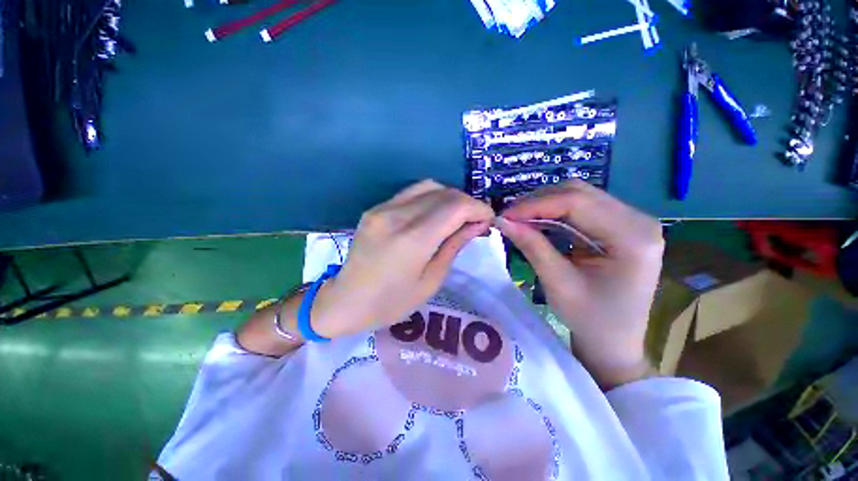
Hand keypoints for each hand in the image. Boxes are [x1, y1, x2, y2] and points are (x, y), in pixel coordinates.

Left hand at [312, 180, 493, 337]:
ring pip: (429, 186)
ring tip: (456, 218)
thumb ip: (454, 246)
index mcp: (413, 239)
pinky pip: (411, 193)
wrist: (345, 300)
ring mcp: (383, 208)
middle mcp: (397, 215)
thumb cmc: (391, 302)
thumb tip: (476, 224)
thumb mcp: (431, 281)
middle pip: (445, 193)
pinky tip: (434, 215)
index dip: (478, 209)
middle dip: (467, 203)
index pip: (456, 207)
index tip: (487, 221)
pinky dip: (431, 198)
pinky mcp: (376, 208)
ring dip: (450, 198)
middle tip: (475, 222)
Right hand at [496, 180, 663, 388]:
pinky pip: (582, 208)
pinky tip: (537, 222)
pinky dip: (555, 212)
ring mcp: (632, 221)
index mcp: (633, 238)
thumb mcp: (558, 284)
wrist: (615, 342)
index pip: (577, 202)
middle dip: (538, 202)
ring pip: (579, 196)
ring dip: (545, 205)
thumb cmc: (591, 320)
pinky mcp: (620, 227)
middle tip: (510, 217)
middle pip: (580, 193)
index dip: (535, 205)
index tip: (505, 215)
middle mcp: (639, 221)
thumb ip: (532, 246)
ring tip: (519, 219)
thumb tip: (503, 220)